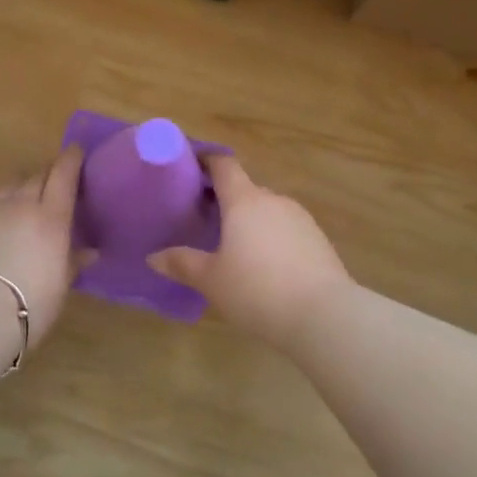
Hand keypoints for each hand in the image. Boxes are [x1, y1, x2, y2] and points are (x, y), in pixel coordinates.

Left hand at [0, 146, 90, 357]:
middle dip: (47, 174)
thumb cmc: (28, 305)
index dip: (71, 160)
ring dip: (18, 187)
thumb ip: (73, 263)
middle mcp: (19, 204)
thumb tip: (89, 252)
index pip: (64, 175)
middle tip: (53, 182)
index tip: (76, 151)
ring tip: (21, 197)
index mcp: (50, 217)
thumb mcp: (59, 288)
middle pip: (35, 175)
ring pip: (6, 186)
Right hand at [148, 155, 351, 346]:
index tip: (192, 165)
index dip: (207, 161)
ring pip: (268, 210)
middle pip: (246, 189)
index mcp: (244, 201)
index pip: (224, 166)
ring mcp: (301, 219)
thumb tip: (153, 256)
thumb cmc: (257, 290)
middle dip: (226, 199)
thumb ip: (182, 264)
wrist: (324, 315)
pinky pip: (287, 229)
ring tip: (234, 245)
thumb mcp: (212, 280)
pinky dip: (272, 237)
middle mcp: (273, 200)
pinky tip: (265, 265)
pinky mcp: (318, 240)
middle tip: (205, 217)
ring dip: (251, 220)